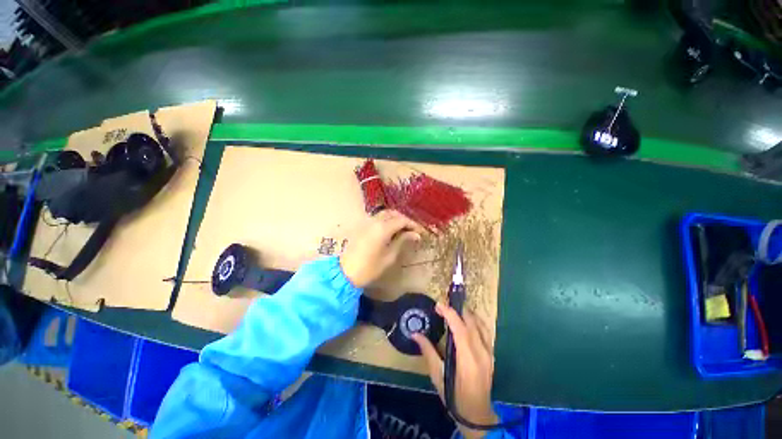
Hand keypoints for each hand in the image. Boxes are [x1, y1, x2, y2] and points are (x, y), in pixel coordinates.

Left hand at [339, 210, 424, 287]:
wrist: (344, 272)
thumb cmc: (369, 268)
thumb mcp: (389, 257)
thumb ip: (402, 241)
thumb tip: (415, 235)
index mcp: (382, 228)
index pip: (402, 220)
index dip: (413, 225)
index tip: (420, 232)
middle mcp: (374, 220)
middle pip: (393, 213)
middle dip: (404, 219)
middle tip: (412, 230)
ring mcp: (366, 222)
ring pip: (384, 214)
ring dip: (395, 218)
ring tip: (402, 230)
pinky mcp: (361, 226)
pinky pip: (376, 218)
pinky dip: (386, 220)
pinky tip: (389, 230)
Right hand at [413, 304, 497, 438]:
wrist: (476, 415)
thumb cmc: (454, 396)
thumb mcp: (438, 376)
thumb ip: (428, 352)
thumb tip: (415, 334)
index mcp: (467, 360)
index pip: (460, 329)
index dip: (449, 313)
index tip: (438, 305)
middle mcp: (481, 353)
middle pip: (471, 323)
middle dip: (457, 310)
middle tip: (443, 307)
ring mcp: (489, 353)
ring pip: (480, 324)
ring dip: (467, 314)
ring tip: (454, 310)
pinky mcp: (491, 354)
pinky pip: (485, 331)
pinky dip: (475, 321)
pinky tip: (467, 321)